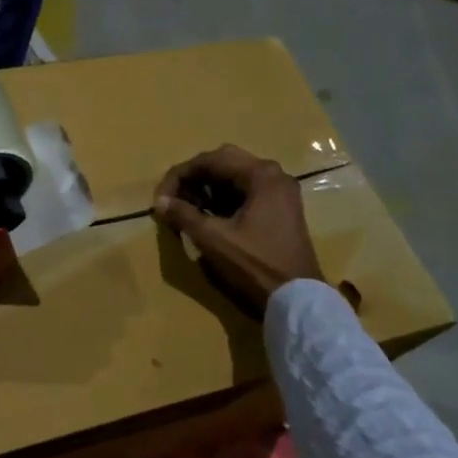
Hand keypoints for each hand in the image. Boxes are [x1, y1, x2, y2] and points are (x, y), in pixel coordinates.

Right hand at [152, 145, 321, 311]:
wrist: (297, 297)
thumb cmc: (255, 264)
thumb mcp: (213, 239)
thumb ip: (184, 215)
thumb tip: (160, 202)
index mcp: (261, 175)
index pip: (210, 160)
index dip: (180, 176)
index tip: (161, 198)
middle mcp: (274, 175)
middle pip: (224, 162)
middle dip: (194, 179)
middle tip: (175, 200)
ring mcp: (280, 192)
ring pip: (236, 176)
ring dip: (208, 188)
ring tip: (188, 210)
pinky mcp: (281, 208)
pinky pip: (247, 191)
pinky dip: (224, 199)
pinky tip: (209, 217)